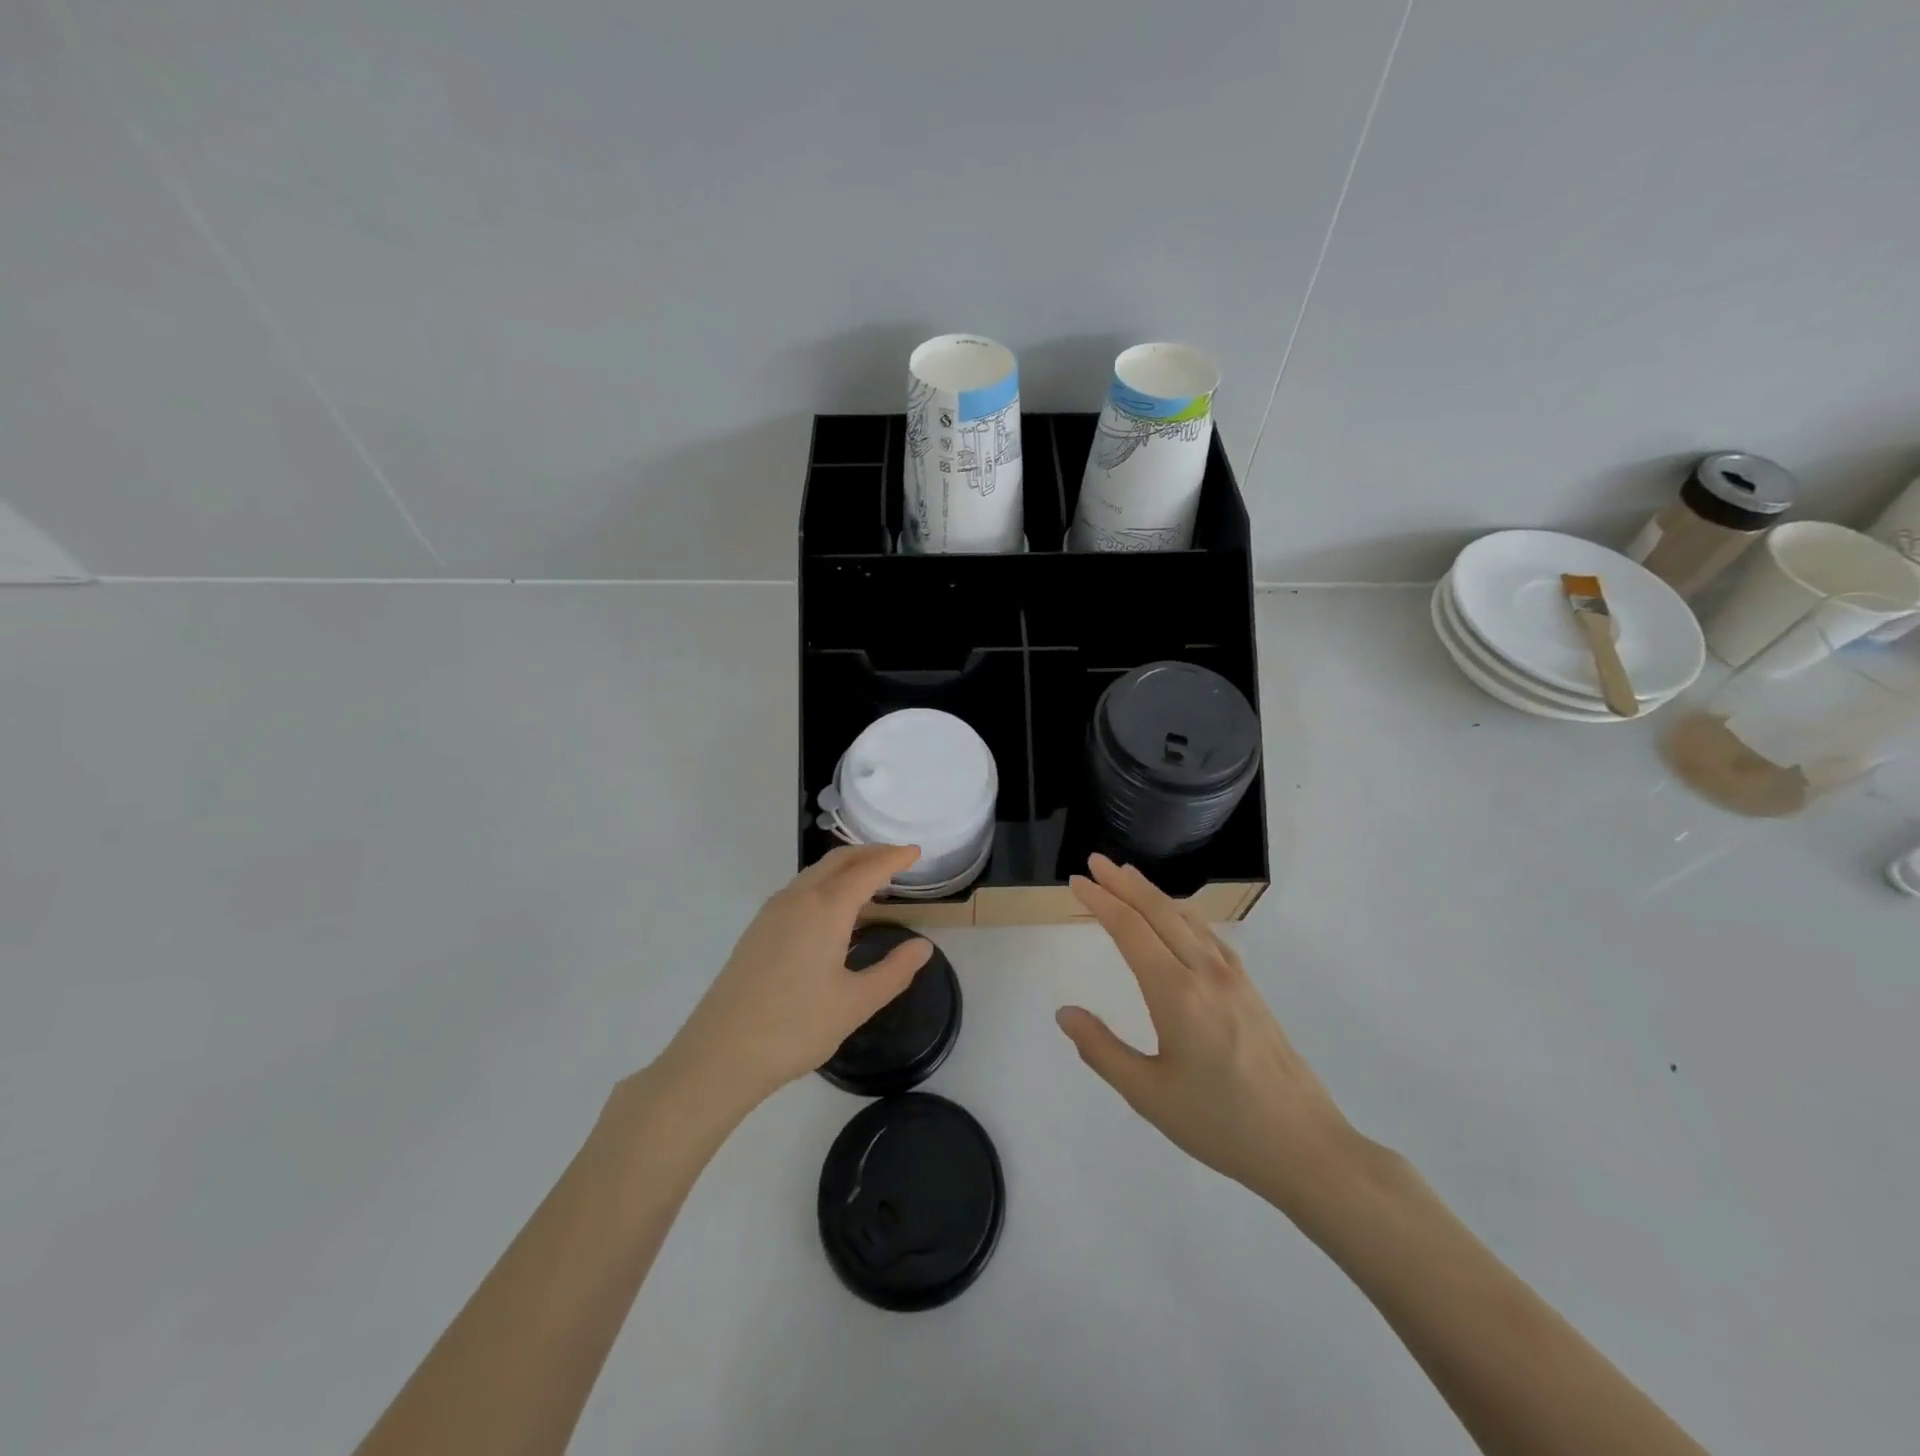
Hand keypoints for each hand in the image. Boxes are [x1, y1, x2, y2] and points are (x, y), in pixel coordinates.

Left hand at [658, 844, 932, 1111]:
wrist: (719, 1054)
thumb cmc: (794, 1028)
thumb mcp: (855, 1004)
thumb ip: (894, 971)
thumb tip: (922, 947)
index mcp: (825, 910)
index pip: (867, 870)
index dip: (894, 858)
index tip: (916, 852)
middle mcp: (798, 899)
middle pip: (839, 860)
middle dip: (870, 853)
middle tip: (898, 858)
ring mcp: (772, 912)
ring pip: (816, 872)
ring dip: (846, 866)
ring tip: (871, 879)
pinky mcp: (758, 928)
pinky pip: (800, 888)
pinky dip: (826, 882)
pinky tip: (834, 907)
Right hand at [1057, 854, 1357, 1217]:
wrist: (1305, 1147)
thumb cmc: (1220, 1124)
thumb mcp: (1148, 1095)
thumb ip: (1102, 1049)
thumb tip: (1064, 1013)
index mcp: (1176, 993)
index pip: (1130, 929)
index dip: (1101, 901)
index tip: (1077, 882)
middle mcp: (1205, 972)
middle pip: (1159, 911)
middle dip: (1124, 882)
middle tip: (1096, 861)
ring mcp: (1233, 977)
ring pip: (1186, 918)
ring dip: (1153, 893)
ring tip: (1128, 877)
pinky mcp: (1250, 989)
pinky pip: (1208, 935)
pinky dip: (1182, 914)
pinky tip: (1177, 919)